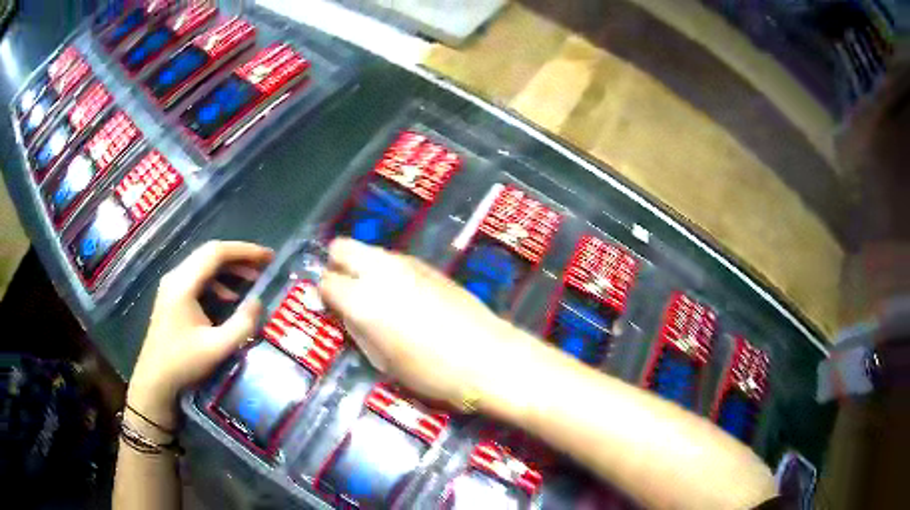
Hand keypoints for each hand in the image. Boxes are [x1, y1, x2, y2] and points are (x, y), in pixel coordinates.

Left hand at [128, 241, 273, 428]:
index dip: (244, 251)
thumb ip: (242, 324)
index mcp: (183, 284)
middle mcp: (176, 277)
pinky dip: (218, 281)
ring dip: (229, 269)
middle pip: (209, 254)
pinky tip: (229, 298)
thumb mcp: (217, 348)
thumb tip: (259, 301)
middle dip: (239, 258)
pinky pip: (198, 278)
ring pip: (204, 265)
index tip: (269, 257)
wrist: (155, 380)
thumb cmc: (183, 363)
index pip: (216, 253)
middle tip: (264, 266)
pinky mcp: (173, 297)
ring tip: (252, 279)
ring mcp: (172, 286)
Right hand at [319, 238, 523, 406]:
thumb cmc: (431, 372)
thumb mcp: (383, 360)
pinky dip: (388, 271)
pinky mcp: (429, 266)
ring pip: (370, 251)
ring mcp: (407, 264)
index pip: (326, 281)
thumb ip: (357, 330)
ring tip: (378, 297)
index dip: (325, 296)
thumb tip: (345, 314)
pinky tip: (405, 297)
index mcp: (363, 299)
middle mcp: (381, 272)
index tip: (332, 309)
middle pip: (342, 246)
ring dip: (364, 267)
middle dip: (337, 265)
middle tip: (347, 292)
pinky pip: (395, 260)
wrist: (487, 357)